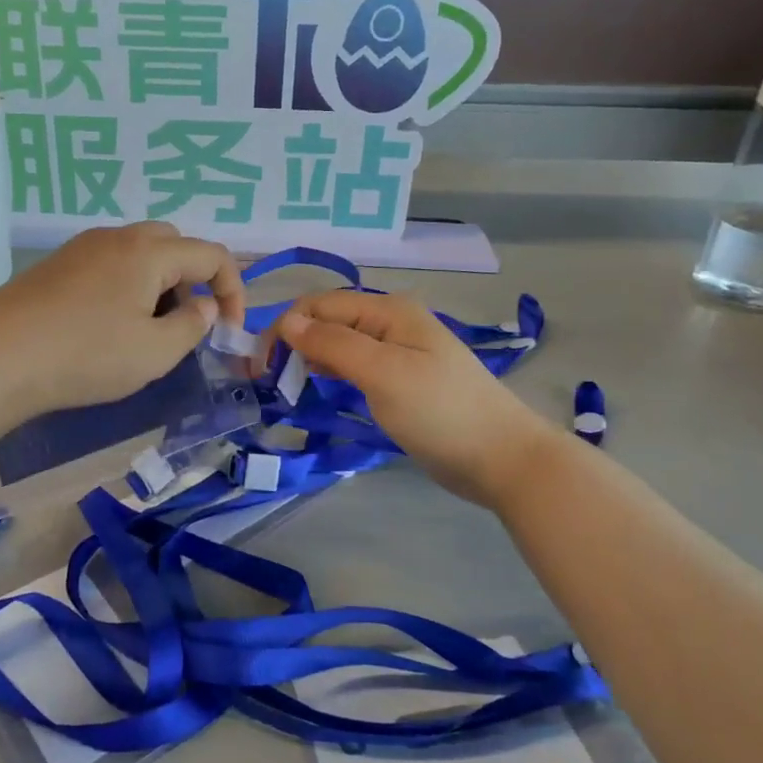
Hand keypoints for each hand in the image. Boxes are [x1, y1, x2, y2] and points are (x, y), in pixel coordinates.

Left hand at [0, 223, 245, 424]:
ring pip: (139, 254)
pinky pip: (109, 265)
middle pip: (174, 244)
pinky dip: (127, 287)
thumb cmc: (85, 355)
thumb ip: (192, 326)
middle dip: (193, 280)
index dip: (233, 291)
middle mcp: (117, 237)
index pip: (212, 255)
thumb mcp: (154, 353)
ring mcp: (82, 248)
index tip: (228, 330)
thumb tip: (204, 306)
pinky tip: (108, 326)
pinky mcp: (56, 266)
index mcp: (149, 251)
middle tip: (184, 324)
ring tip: (147, 330)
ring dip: (159, 284)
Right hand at [273, 290, 547, 507]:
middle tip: (265, 381)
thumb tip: (288, 321)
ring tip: (284, 388)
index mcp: (388, 311)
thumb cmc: (441, 412)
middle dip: (293, 343)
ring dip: (309, 360)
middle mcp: (390, 324)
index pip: (319, 305)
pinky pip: (354, 368)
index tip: (260, 368)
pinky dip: (330, 375)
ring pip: (339, 345)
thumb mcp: (383, 373)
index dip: (285, 329)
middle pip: (327, 322)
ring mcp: (397, 354)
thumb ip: (334, 344)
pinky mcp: (400, 382)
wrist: (501, 458)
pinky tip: (317, 391)